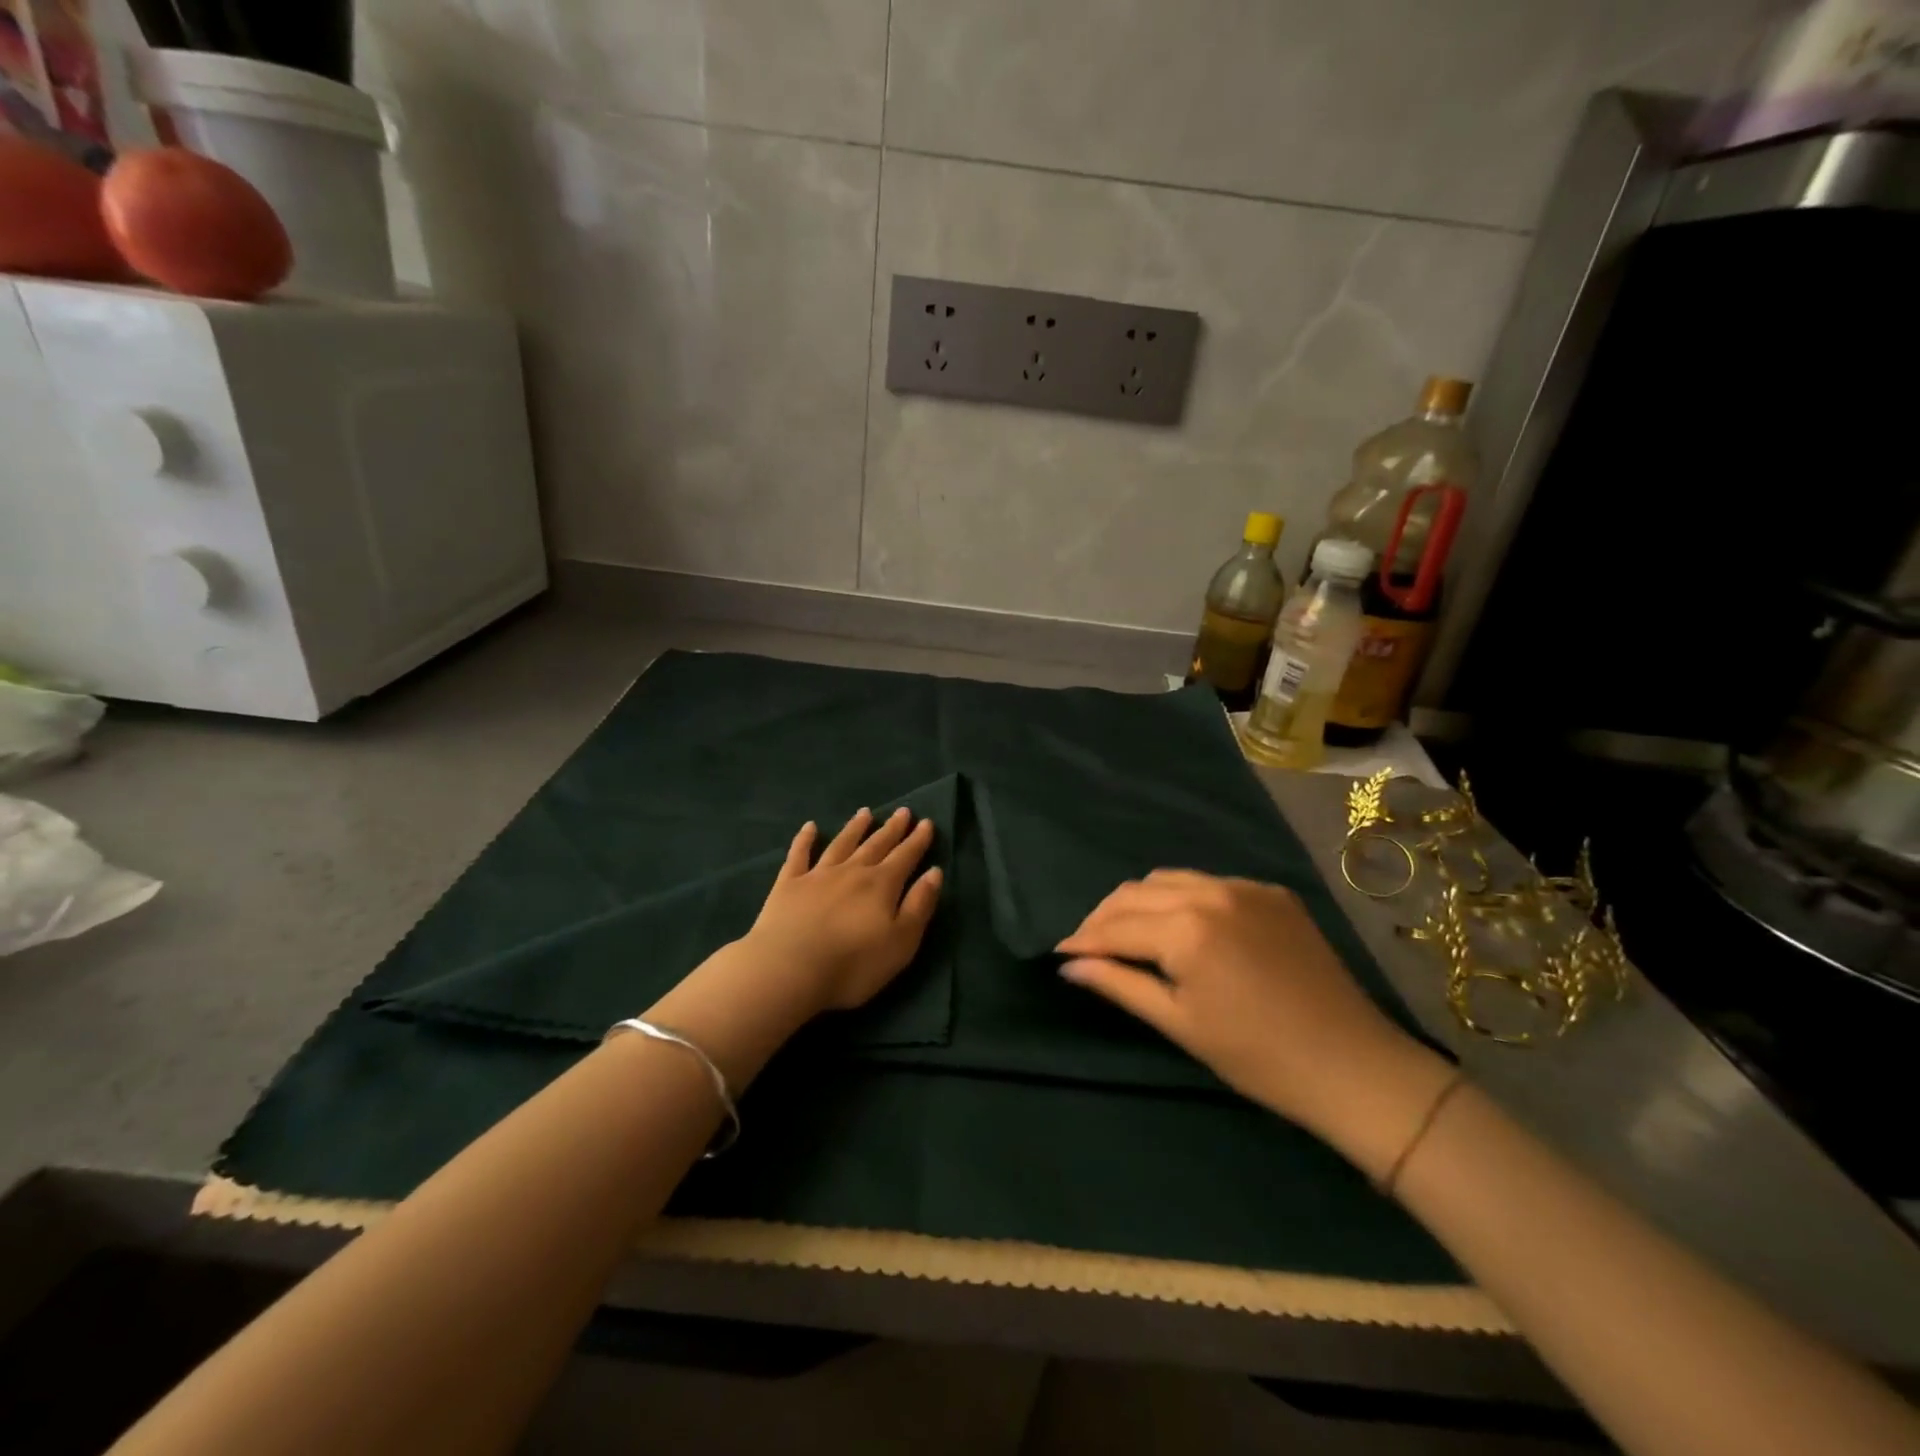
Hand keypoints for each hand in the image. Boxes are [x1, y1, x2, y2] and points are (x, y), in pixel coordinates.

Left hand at [743, 807, 943, 1012]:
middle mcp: (852, 872)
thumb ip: (919, 906)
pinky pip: (799, 855)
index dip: (917, 841)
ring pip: (841, 844)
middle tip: (902, 811)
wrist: (789, 970)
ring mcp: (817, 875)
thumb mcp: (901, 942)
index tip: (926, 823)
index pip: (905, 857)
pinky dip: (805, 839)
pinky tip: (810, 826)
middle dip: (891, 829)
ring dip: (855, 828)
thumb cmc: (853, 964)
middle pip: (876, 845)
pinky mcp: (788, 885)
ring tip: (865, 812)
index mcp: (881, 885)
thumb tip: (934, 873)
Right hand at [1055, 870, 1451, 1172]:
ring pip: (1169, 879)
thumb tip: (1070, 966)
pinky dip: (1182, 898)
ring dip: (1140, 902)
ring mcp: (1245, 886)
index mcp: (1186, 929)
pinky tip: (1182, 926)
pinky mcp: (1271, 892)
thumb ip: (1120, 984)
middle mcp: (1210, 892)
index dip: (1082, 940)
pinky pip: (1208, 883)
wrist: (1352, 1064)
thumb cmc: (1256, 1057)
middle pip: (1135, 892)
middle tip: (1087, 946)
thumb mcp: (1179, 1023)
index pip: (1116, 926)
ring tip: (1128, 932)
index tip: (1059, 953)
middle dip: (1104, 917)